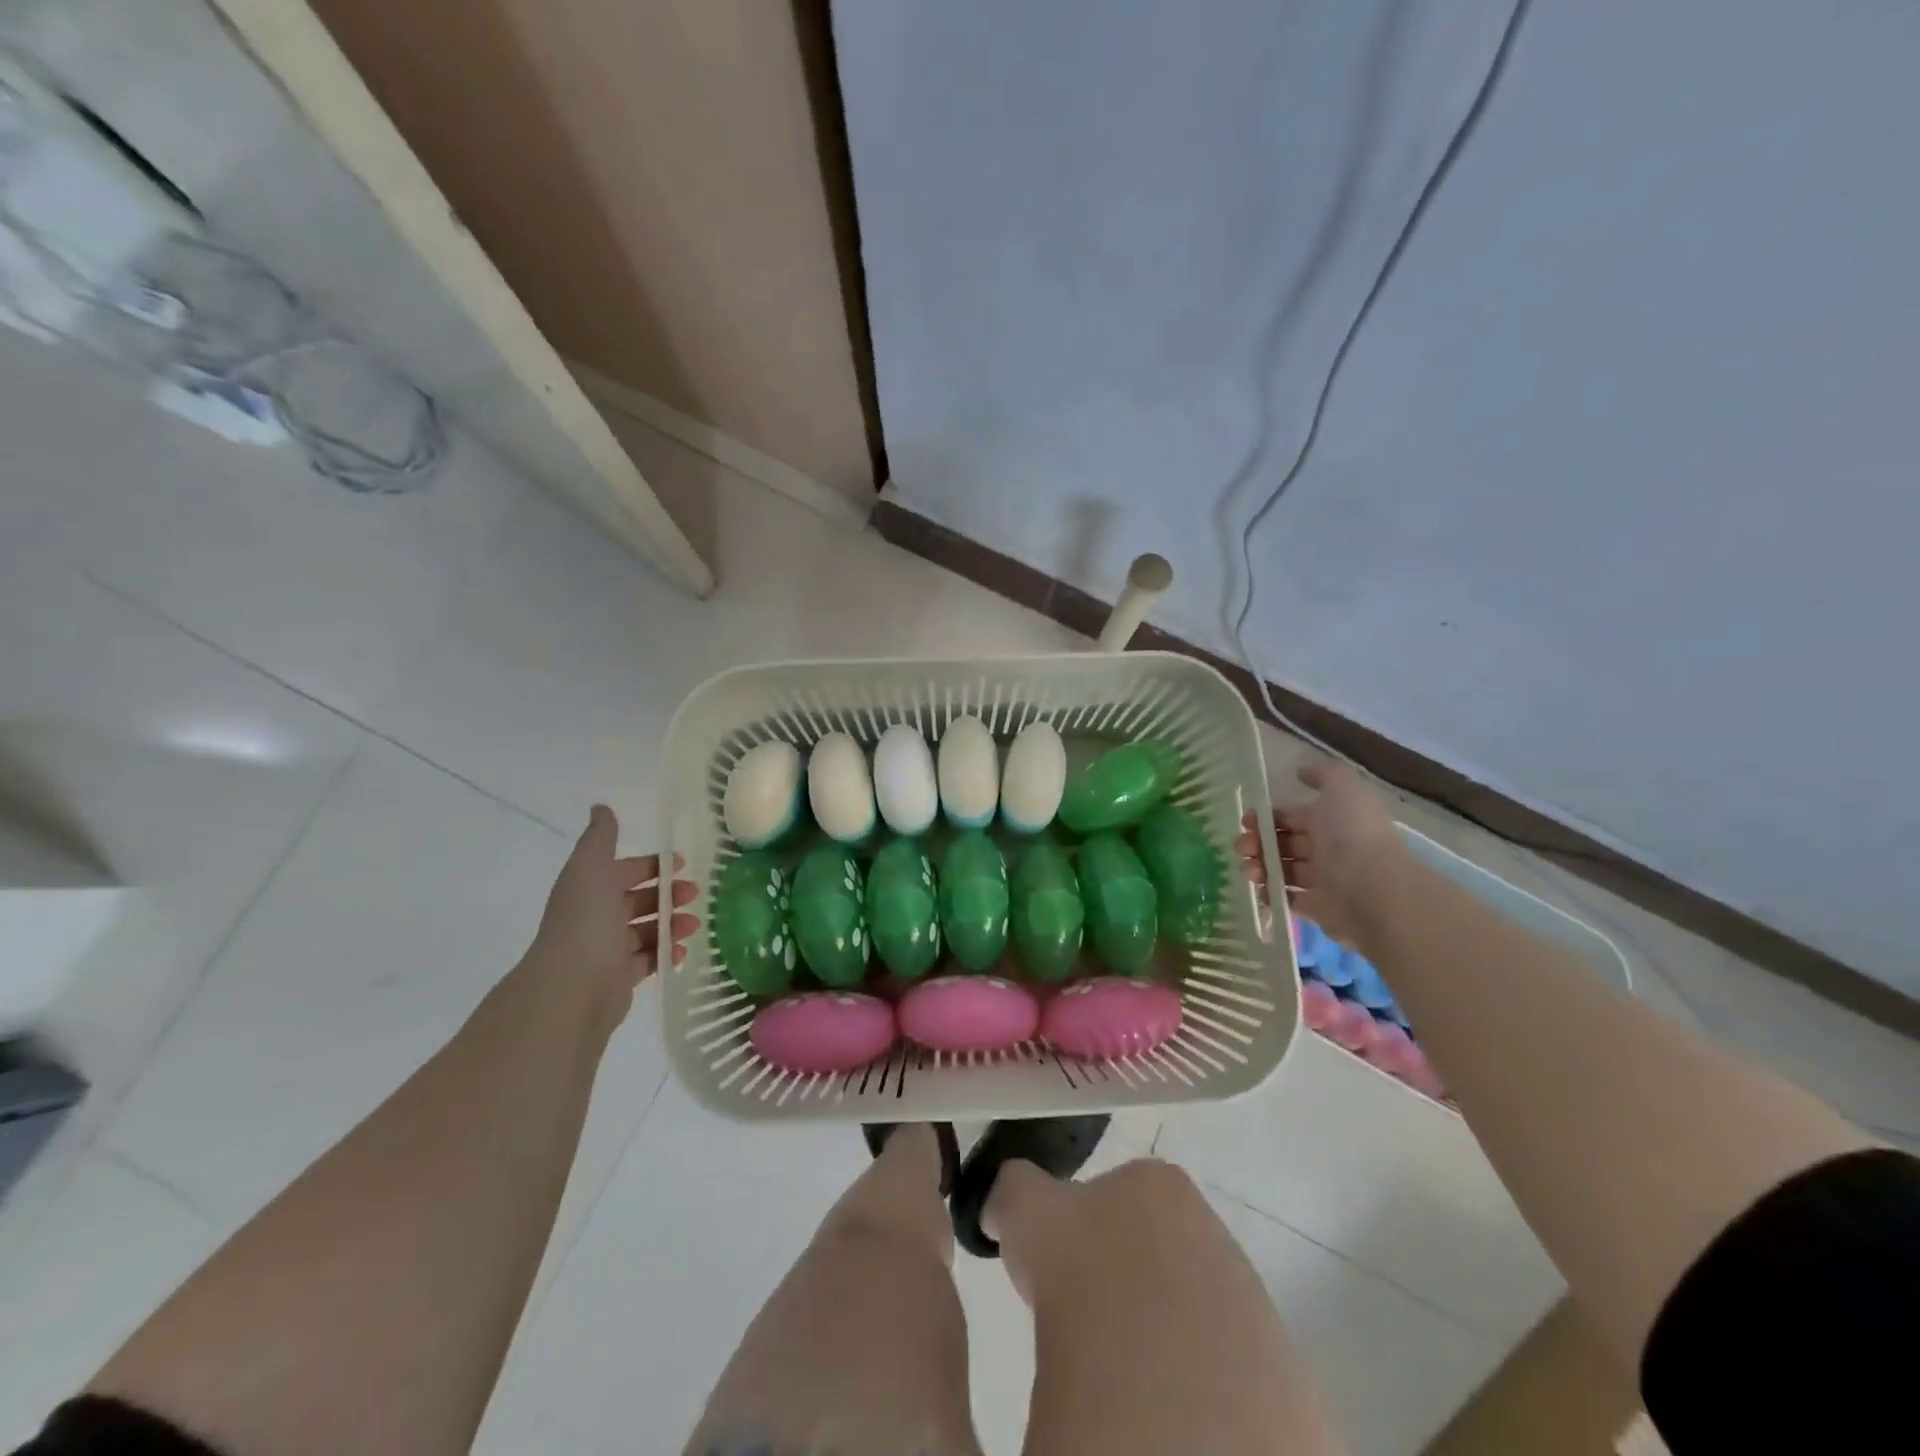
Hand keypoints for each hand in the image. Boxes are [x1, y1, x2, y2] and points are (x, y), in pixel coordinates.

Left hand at [527, 805, 697, 1016]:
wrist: (570, 988)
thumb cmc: (585, 922)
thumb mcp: (591, 868)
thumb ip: (601, 838)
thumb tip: (600, 807)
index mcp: (588, 889)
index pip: (623, 871)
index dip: (651, 865)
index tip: (682, 863)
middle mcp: (595, 918)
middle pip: (637, 900)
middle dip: (668, 895)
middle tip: (695, 894)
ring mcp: (606, 950)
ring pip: (646, 930)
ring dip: (672, 923)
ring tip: (695, 925)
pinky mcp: (618, 979)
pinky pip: (648, 960)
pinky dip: (665, 953)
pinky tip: (681, 950)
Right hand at [1237, 762, 1402, 944]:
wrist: (1373, 889)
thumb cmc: (1352, 834)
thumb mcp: (1344, 789)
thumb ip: (1324, 775)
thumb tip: (1301, 773)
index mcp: (1331, 820)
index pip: (1291, 816)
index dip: (1267, 817)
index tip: (1247, 821)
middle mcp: (1327, 848)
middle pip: (1283, 843)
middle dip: (1257, 842)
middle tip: (1242, 847)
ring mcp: (1322, 879)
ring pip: (1282, 869)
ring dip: (1259, 866)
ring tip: (1249, 870)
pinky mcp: (1318, 907)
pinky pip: (1287, 898)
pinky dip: (1270, 893)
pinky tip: (1261, 889)